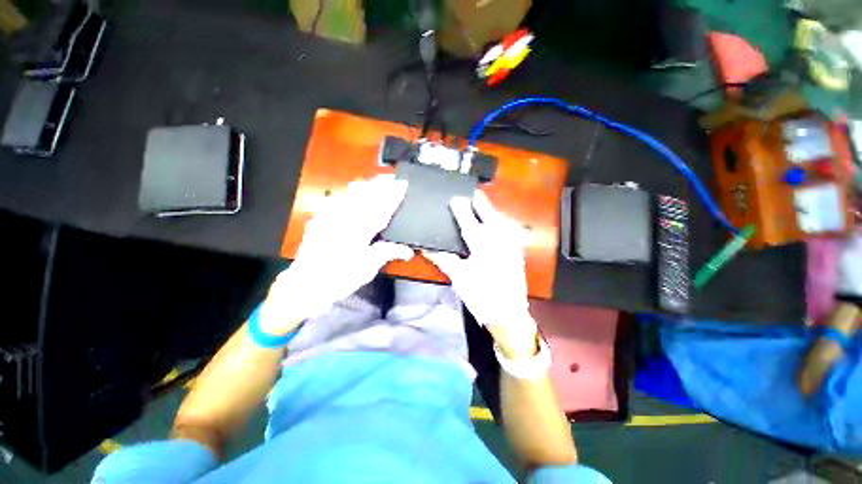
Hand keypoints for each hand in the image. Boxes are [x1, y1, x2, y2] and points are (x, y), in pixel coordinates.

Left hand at [260, 175, 413, 334]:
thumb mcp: (368, 268)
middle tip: (392, 177)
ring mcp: (329, 217)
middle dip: (380, 185)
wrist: (306, 283)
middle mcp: (344, 219)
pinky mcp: (320, 219)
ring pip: (350, 194)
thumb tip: (408, 250)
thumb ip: (387, 253)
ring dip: (365, 186)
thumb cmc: (340, 278)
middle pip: (365, 197)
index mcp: (359, 230)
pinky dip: (347, 192)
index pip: (380, 209)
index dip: (393, 196)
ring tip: (376, 180)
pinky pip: (336, 200)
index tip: (402, 186)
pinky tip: (351, 189)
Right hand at [424, 191, 538, 358]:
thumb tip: (426, 248)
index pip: (469, 222)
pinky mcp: (517, 251)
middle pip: (490, 215)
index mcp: (483, 246)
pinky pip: (508, 229)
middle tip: (472, 192)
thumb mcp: (459, 277)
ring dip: (491, 210)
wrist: (508, 314)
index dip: (461, 209)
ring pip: (501, 220)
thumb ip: (443, 259)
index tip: (454, 198)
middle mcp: (500, 241)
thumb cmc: (481, 296)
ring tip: (482, 203)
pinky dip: (500, 222)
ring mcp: (511, 245)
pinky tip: (496, 222)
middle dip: (481, 202)